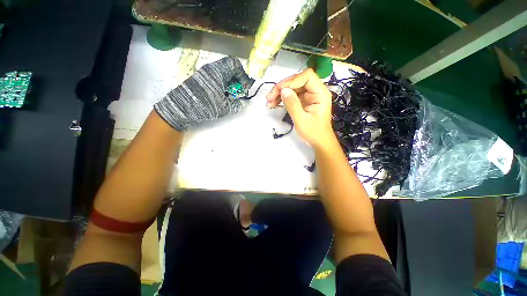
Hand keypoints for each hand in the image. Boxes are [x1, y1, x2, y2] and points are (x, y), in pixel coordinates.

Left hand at [154, 56, 251, 130]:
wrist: (181, 108)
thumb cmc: (205, 105)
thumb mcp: (224, 107)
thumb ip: (237, 105)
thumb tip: (243, 103)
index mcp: (218, 71)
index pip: (235, 64)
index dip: (243, 75)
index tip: (244, 87)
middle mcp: (211, 69)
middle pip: (229, 68)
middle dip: (237, 79)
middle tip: (239, 91)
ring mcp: (204, 74)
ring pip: (222, 73)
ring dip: (230, 83)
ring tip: (231, 95)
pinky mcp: (200, 80)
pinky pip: (215, 78)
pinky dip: (222, 84)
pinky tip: (221, 95)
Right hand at [266, 68, 333, 148]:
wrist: (319, 141)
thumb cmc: (313, 132)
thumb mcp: (301, 120)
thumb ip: (292, 104)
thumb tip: (283, 90)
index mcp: (320, 93)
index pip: (307, 76)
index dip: (292, 80)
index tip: (280, 91)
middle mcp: (315, 91)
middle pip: (297, 81)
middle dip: (282, 87)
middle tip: (269, 98)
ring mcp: (309, 96)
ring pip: (292, 87)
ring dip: (280, 93)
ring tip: (269, 103)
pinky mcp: (303, 101)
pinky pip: (291, 95)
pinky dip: (282, 98)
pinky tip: (274, 104)